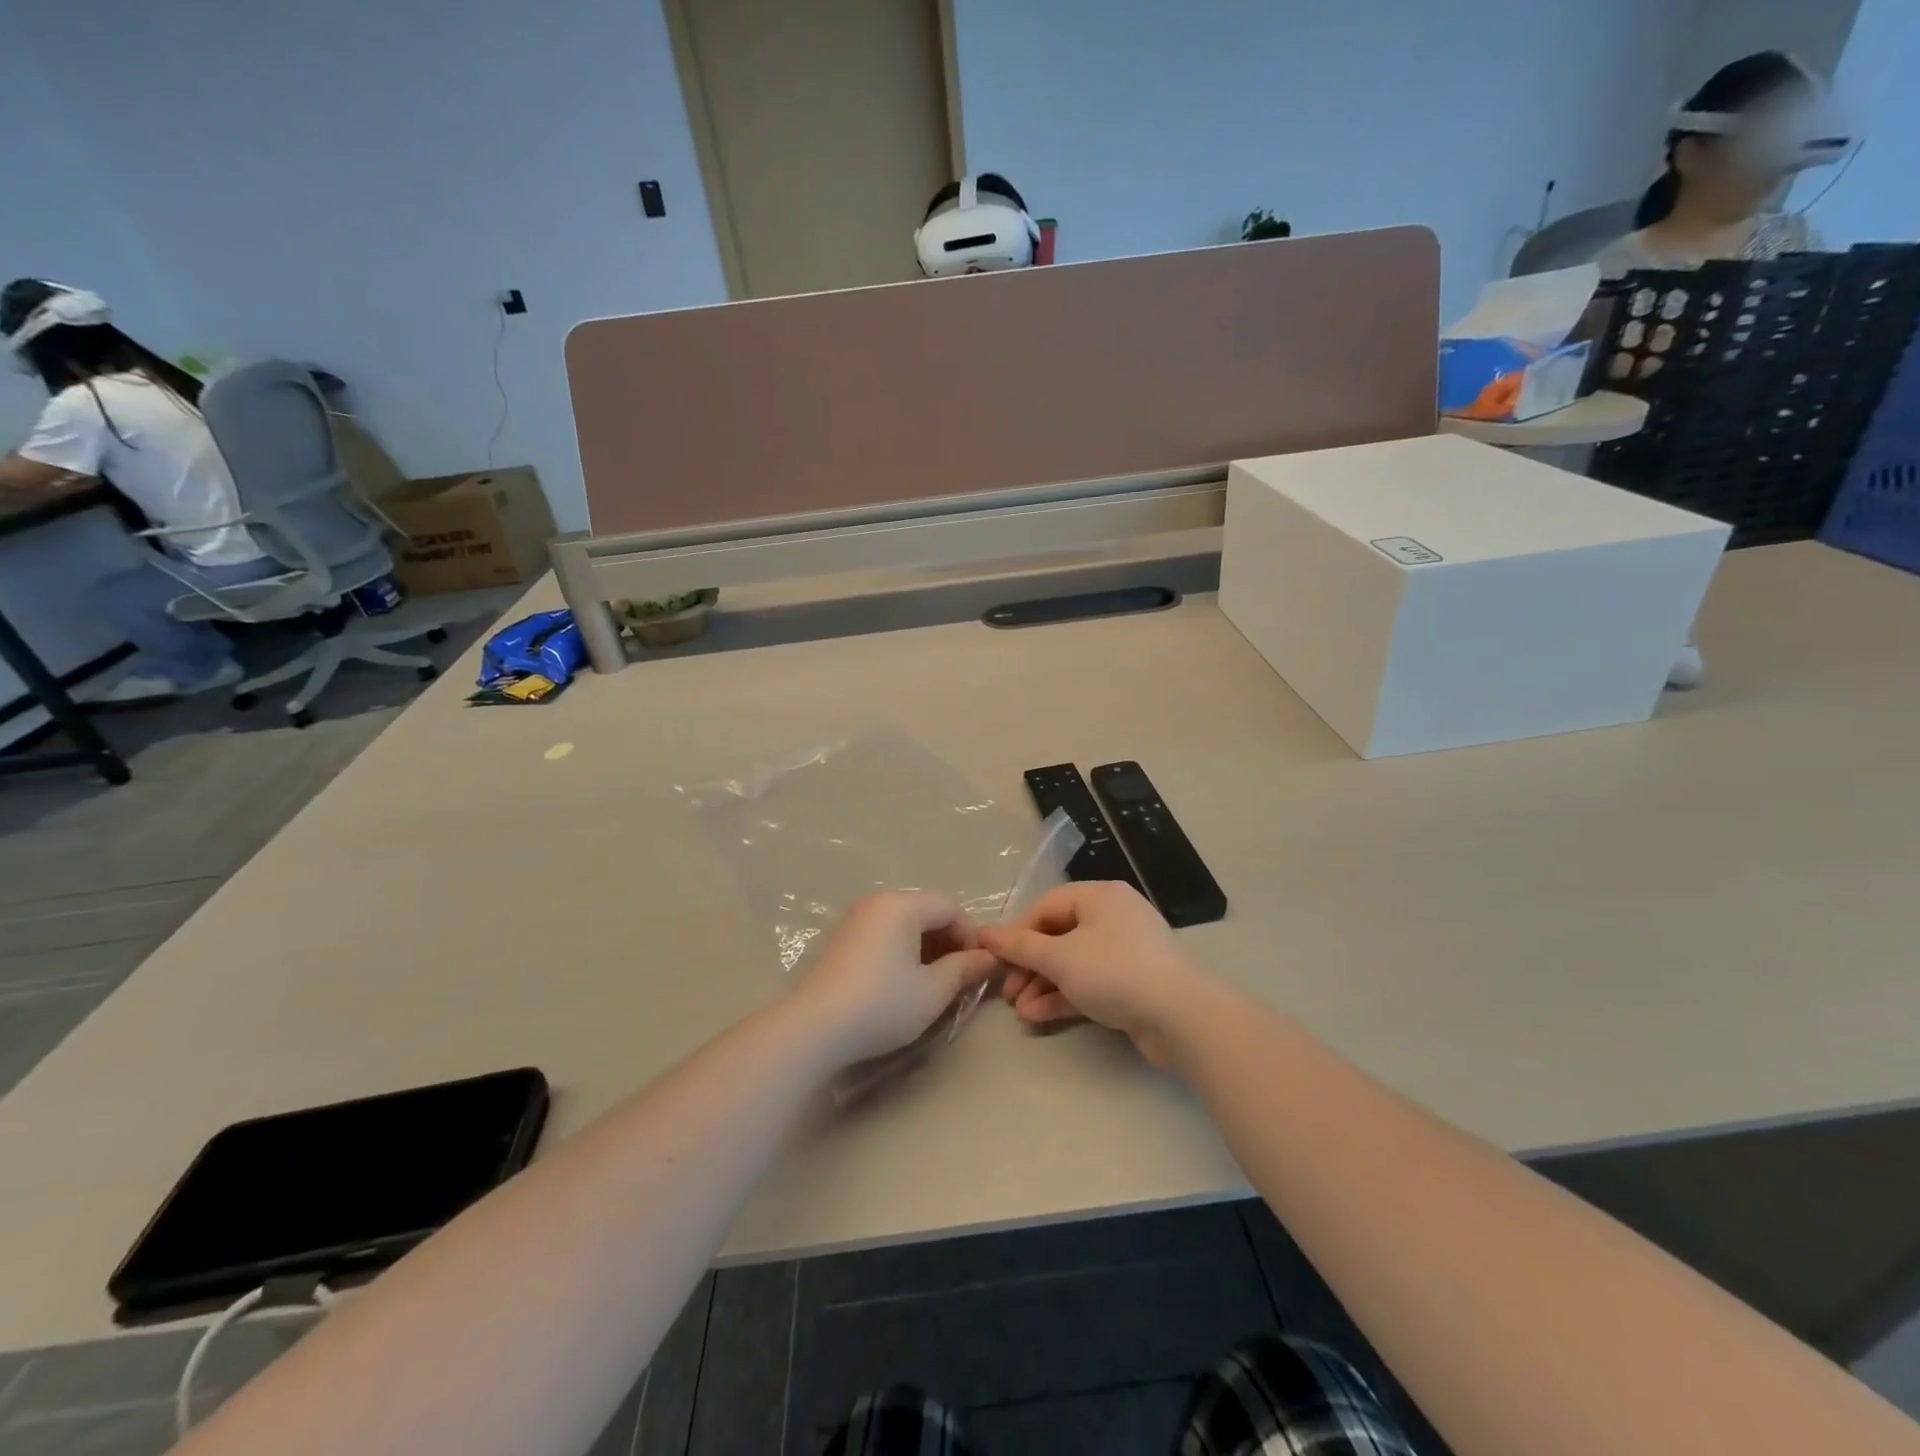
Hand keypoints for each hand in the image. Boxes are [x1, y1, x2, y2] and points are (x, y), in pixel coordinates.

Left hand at [789, 891, 998, 1066]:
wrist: (813, 1028)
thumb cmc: (881, 1004)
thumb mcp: (933, 991)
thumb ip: (965, 969)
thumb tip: (989, 957)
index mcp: (901, 905)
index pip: (950, 906)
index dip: (971, 935)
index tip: (978, 969)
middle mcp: (877, 902)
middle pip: (926, 911)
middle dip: (949, 942)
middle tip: (959, 978)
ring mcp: (856, 920)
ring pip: (905, 924)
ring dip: (927, 948)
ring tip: (934, 984)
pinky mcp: (842, 940)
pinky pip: (884, 935)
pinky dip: (902, 952)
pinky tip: (903, 984)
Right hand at [978, 881, 1209, 1064]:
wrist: (1180, 1018)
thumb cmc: (1115, 972)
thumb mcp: (1060, 957)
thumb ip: (1020, 946)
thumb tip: (984, 933)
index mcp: (1099, 896)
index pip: (1046, 906)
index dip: (1017, 932)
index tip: (995, 959)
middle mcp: (1113, 917)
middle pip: (1058, 935)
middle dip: (1029, 965)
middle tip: (1008, 992)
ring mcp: (1125, 951)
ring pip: (1073, 962)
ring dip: (1043, 985)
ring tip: (1020, 1011)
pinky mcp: (1132, 983)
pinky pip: (1089, 982)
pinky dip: (1064, 996)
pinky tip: (1039, 1016)